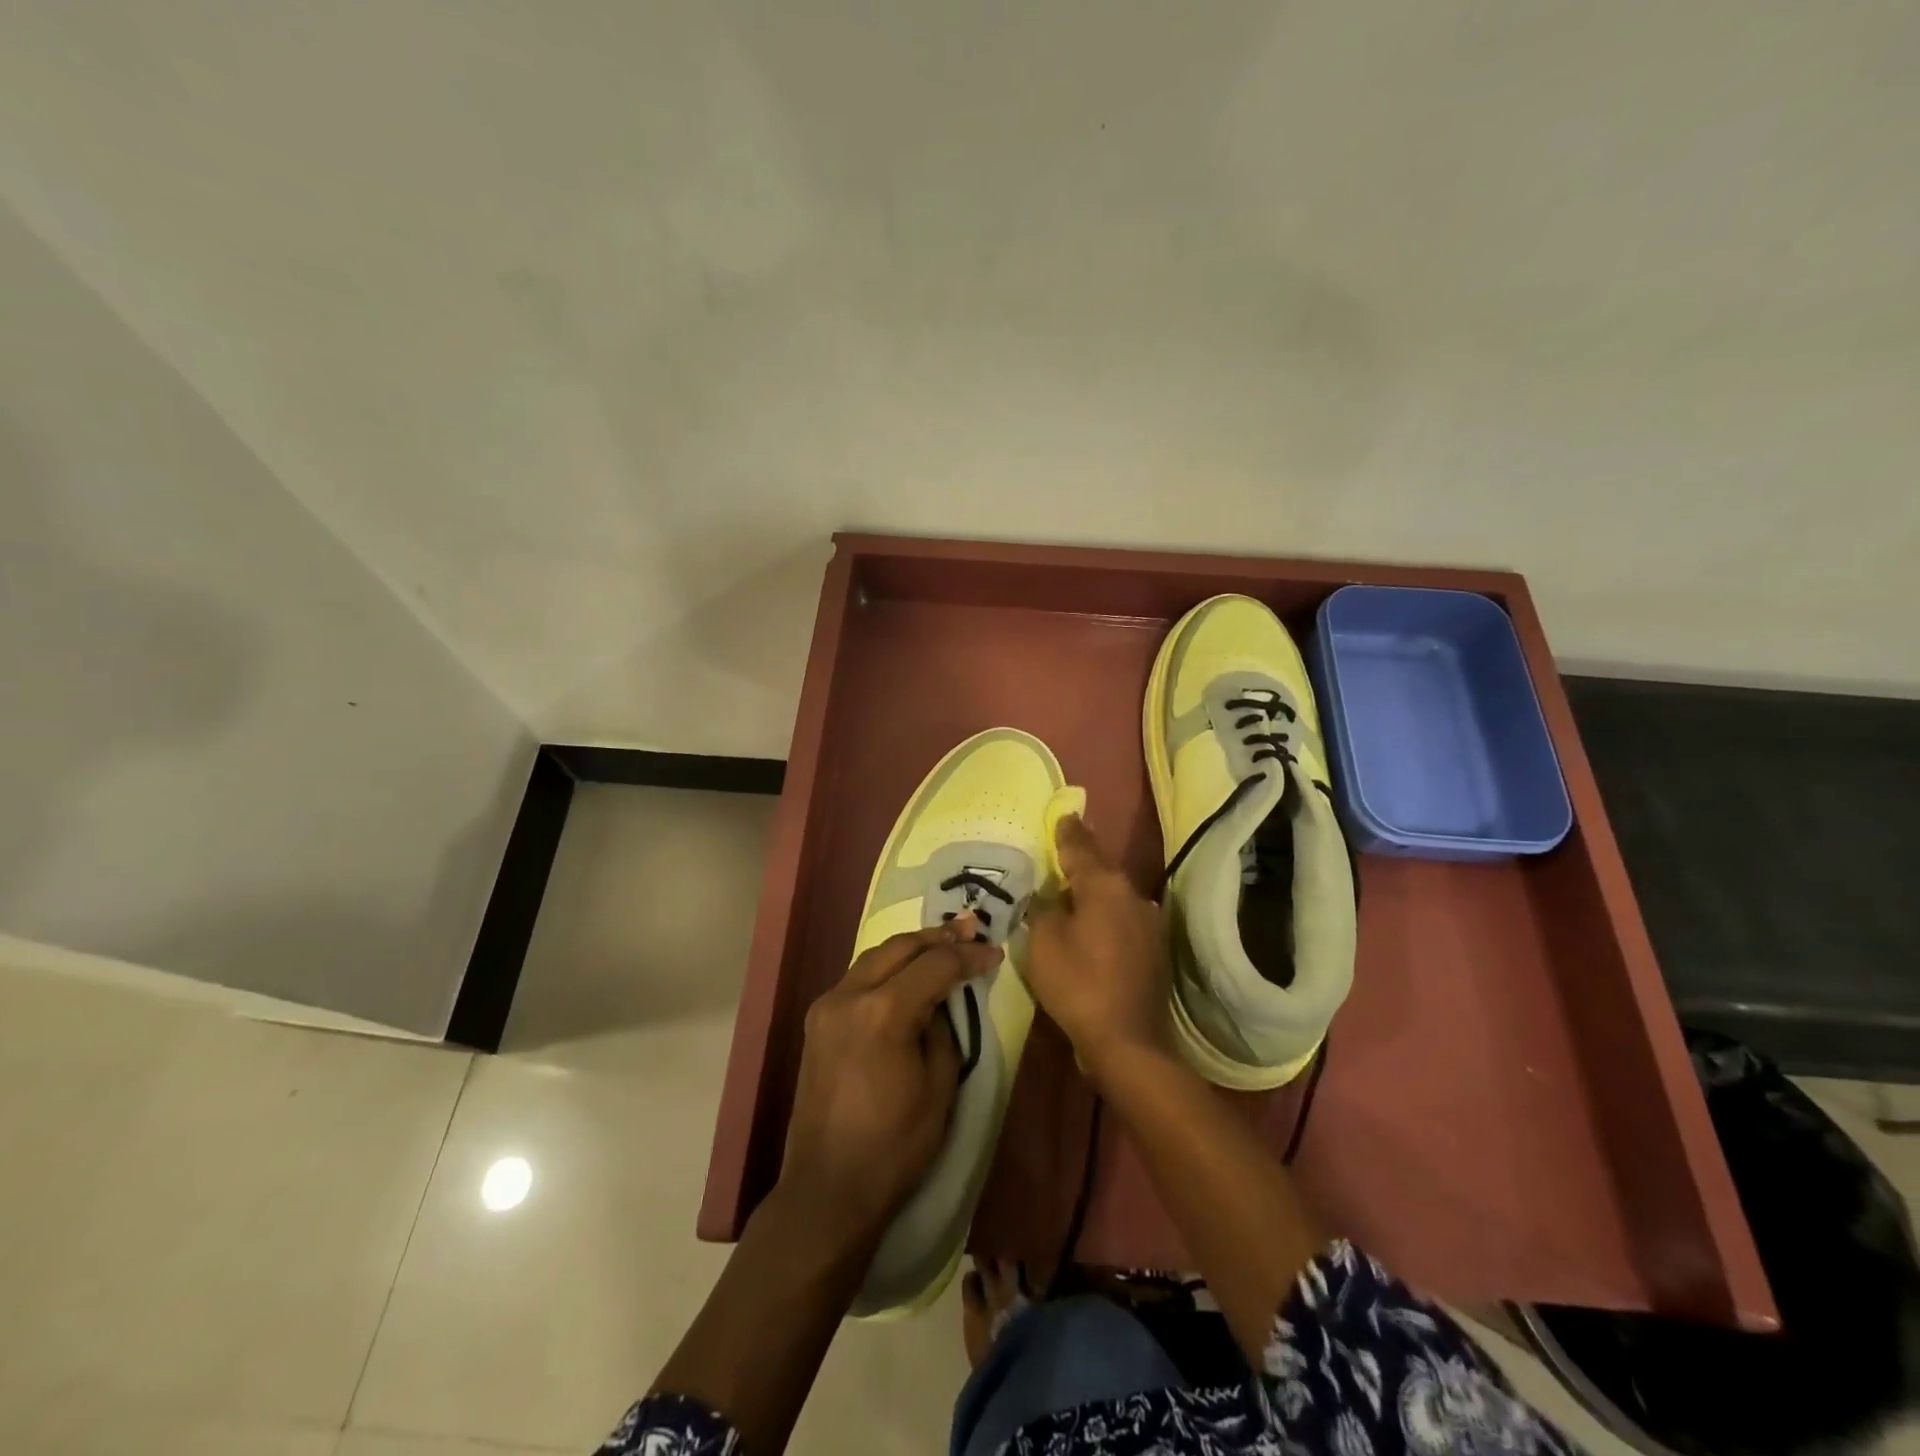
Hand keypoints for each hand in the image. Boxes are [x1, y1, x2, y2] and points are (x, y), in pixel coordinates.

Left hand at [779, 920, 997, 1248]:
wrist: (827, 1189)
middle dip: (938, 937)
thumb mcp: (939, 1087)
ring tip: (944, 945)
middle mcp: (848, 995)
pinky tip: (908, 974)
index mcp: (882, 1012)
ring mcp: (827, 1005)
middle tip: (970, 930)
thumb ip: (944, 1029)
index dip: (968, 956)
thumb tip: (942, 1000)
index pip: (934, 965)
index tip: (994, 952)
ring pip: (876, 956)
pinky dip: (888, 968)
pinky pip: (859, 978)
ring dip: (911, 948)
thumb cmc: (894, 1147)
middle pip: (900, 946)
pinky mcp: (817, 1020)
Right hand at [1024, 815, 1172, 1088]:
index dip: (1068, 832)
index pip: (1082, 847)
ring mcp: (1148, 923)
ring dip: (1094, 890)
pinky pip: (1121, 919)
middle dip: (1082, 858)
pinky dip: (1104, 915)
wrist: (1128, 1041)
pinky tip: (1089, 925)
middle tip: (1062, 848)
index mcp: (1106, 886)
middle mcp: (1133, 896)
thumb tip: (1050, 897)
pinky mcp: (1152, 950)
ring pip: (1114, 895)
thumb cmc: (1078, 983)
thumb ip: (1044, 909)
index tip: (1063, 815)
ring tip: (1070, 889)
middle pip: (1102, 869)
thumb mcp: (1044, 941)